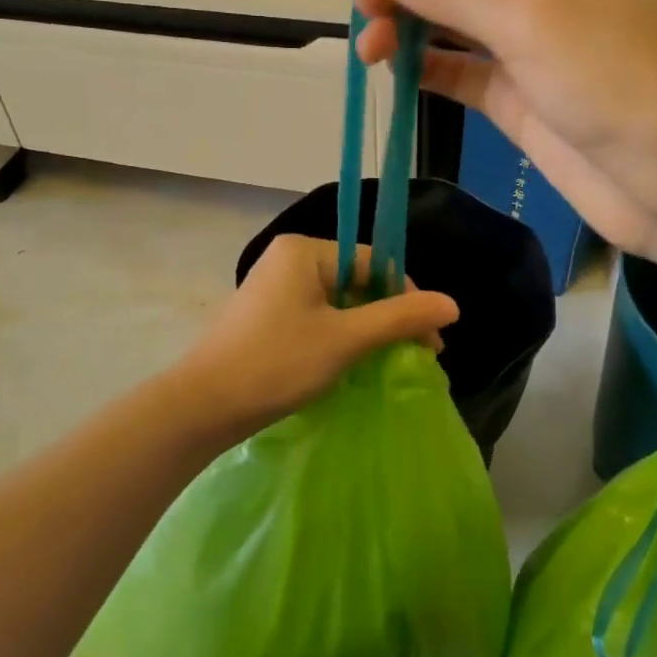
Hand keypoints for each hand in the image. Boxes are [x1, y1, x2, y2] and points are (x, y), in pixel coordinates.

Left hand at [173, 235, 458, 439]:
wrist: (204, 405)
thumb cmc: (276, 364)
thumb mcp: (345, 339)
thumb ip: (399, 318)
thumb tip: (453, 303)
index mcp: (303, 251)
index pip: (374, 261)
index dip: (408, 298)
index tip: (431, 341)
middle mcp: (287, 259)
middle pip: (357, 280)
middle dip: (389, 316)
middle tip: (417, 355)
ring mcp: (274, 288)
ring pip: (338, 302)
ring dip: (367, 330)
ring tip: (390, 363)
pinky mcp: (267, 316)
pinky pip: (317, 317)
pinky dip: (340, 337)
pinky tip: (354, 363)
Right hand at [354, 0, 656, 253]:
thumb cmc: (620, 78)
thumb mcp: (532, 19)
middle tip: (365, 11)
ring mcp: (535, 39)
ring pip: (458, 14)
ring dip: (412, 23)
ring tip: (370, 48)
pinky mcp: (521, 92)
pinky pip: (463, 66)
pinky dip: (428, 65)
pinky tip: (394, 70)